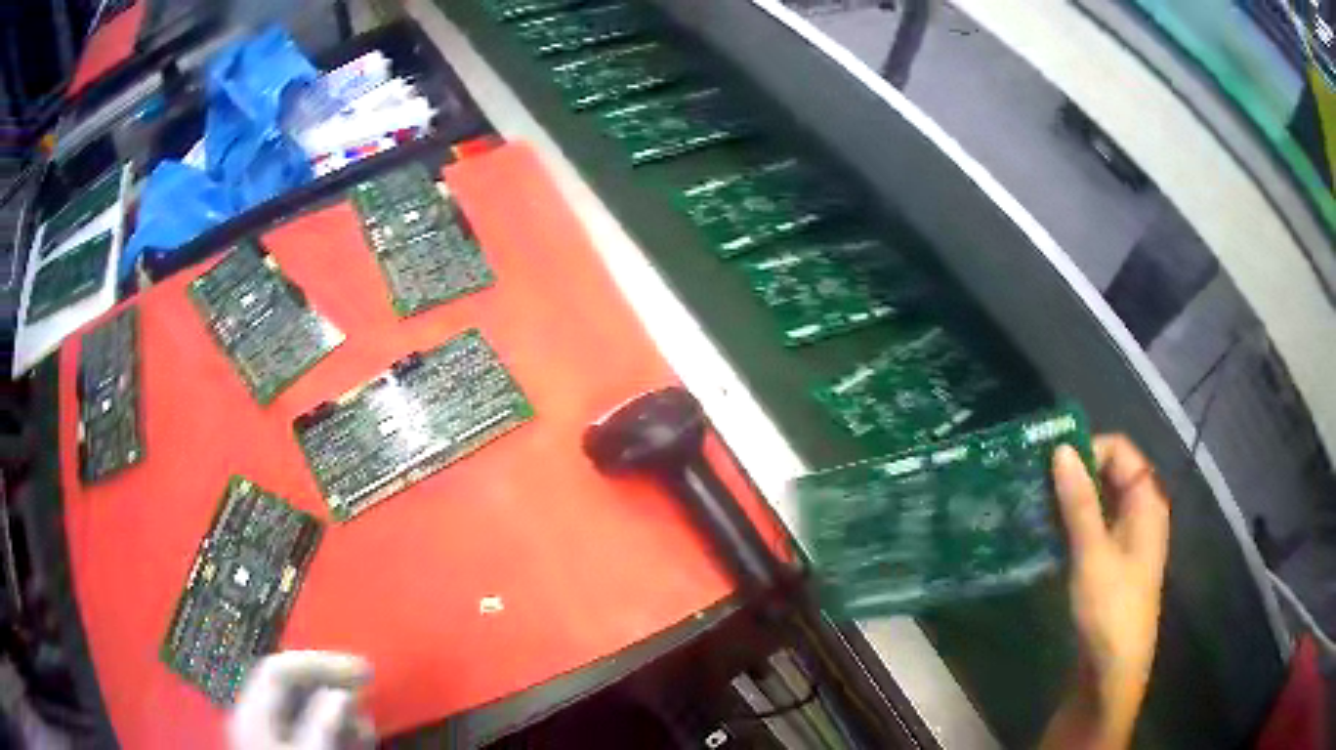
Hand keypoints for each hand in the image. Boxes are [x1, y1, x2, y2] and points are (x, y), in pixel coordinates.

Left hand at [229, 651, 374, 749]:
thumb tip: (342, 693)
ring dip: (337, 709)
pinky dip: (334, 728)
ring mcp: (269, 734)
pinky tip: (358, 738)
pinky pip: (307, 727)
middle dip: (330, 683)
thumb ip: (321, 727)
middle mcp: (256, 716)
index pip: (279, 670)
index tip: (363, 671)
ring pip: (302, 706)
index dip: (320, 663)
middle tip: (368, 685)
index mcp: (253, 714)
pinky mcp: (285, 749)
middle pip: (290, 684)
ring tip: (367, 725)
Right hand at [1041, 436, 1170, 749]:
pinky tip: (1044, 534)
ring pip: (1098, 502)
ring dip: (1068, 500)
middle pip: (1109, 474)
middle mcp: (1139, 512)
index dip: (1088, 450)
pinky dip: (1070, 524)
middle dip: (1073, 474)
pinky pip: (1091, 528)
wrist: (1112, 671)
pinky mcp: (1110, 562)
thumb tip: (1060, 450)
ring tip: (1032, 505)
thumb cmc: (1110, 609)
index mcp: (1146, 502)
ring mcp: (1126, 539)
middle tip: (1034, 482)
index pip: (1119, 451)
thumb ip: (1079, 502)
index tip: (1049, 465)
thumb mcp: (1092, 554)